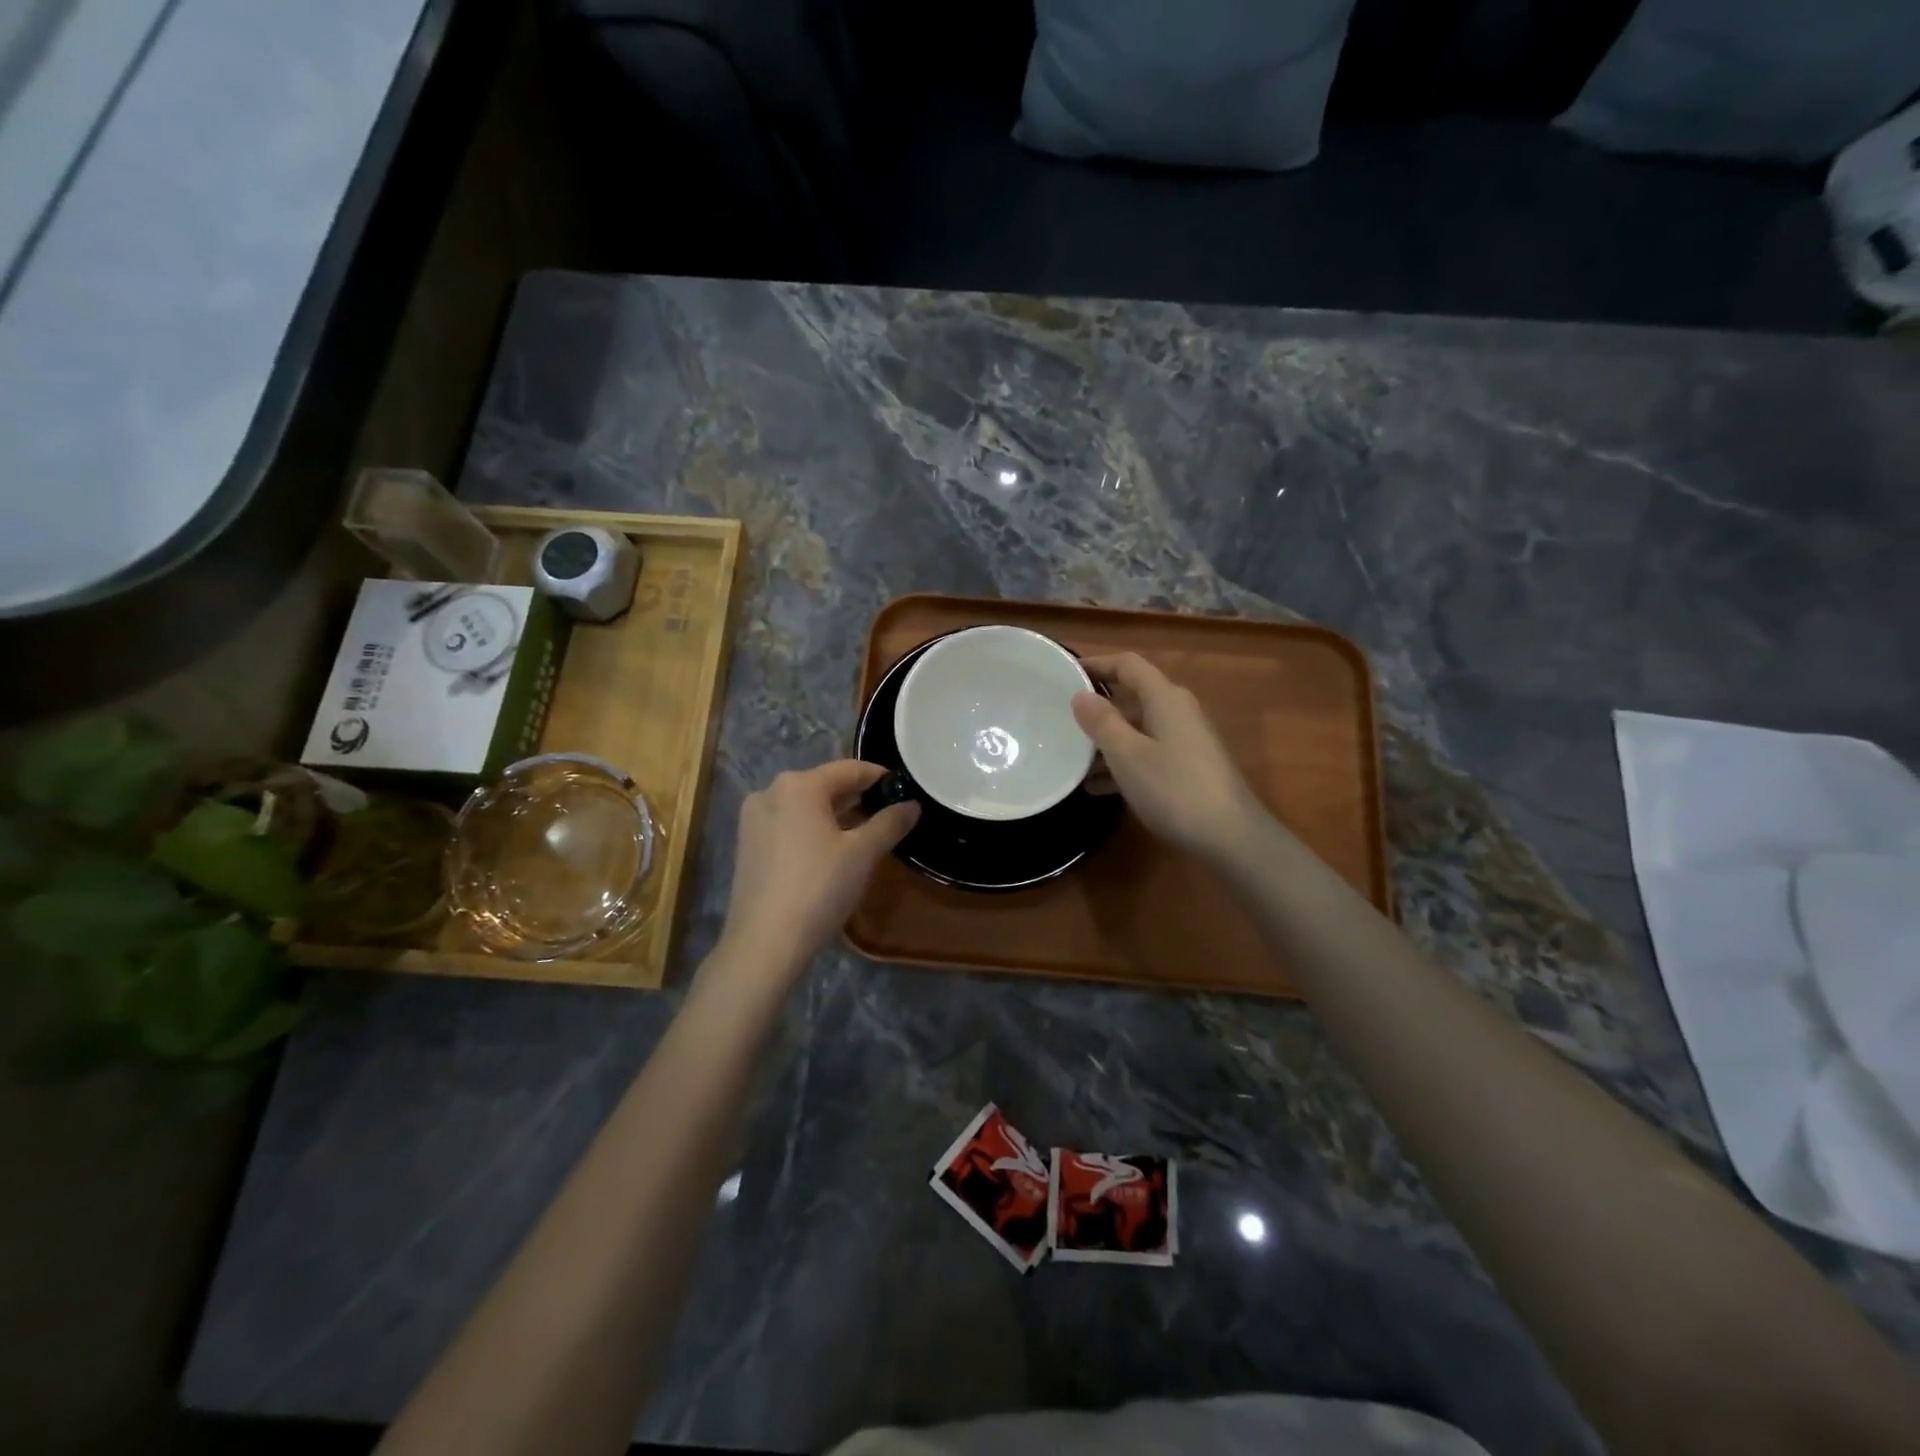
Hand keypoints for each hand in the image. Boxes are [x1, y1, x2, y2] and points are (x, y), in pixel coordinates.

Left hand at [716, 760, 918, 977]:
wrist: (765, 942)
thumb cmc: (818, 888)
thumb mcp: (862, 854)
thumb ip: (889, 823)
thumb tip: (913, 805)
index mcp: (798, 785)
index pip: (849, 769)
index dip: (879, 777)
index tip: (903, 789)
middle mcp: (770, 792)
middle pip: (824, 785)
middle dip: (857, 797)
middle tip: (888, 812)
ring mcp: (753, 820)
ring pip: (804, 806)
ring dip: (835, 814)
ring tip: (864, 832)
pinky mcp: (747, 846)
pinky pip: (788, 825)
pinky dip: (812, 830)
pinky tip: (830, 851)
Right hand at [1073, 653, 1265, 861]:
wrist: (1230, 836)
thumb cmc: (1174, 788)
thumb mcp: (1127, 755)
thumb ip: (1101, 722)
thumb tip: (1081, 696)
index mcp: (1165, 698)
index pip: (1128, 665)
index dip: (1096, 664)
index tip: (1064, 674)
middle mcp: (1178, 711)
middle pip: (1132, 697)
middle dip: (1097, 708)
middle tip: (1061, 720)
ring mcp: (1185, 740)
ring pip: (1137, 729)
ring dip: (1106, 741)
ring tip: (1071, 758)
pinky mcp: (1188, 767)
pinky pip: (1147, 753)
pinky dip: (1122, 763)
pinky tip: (1096, 787)